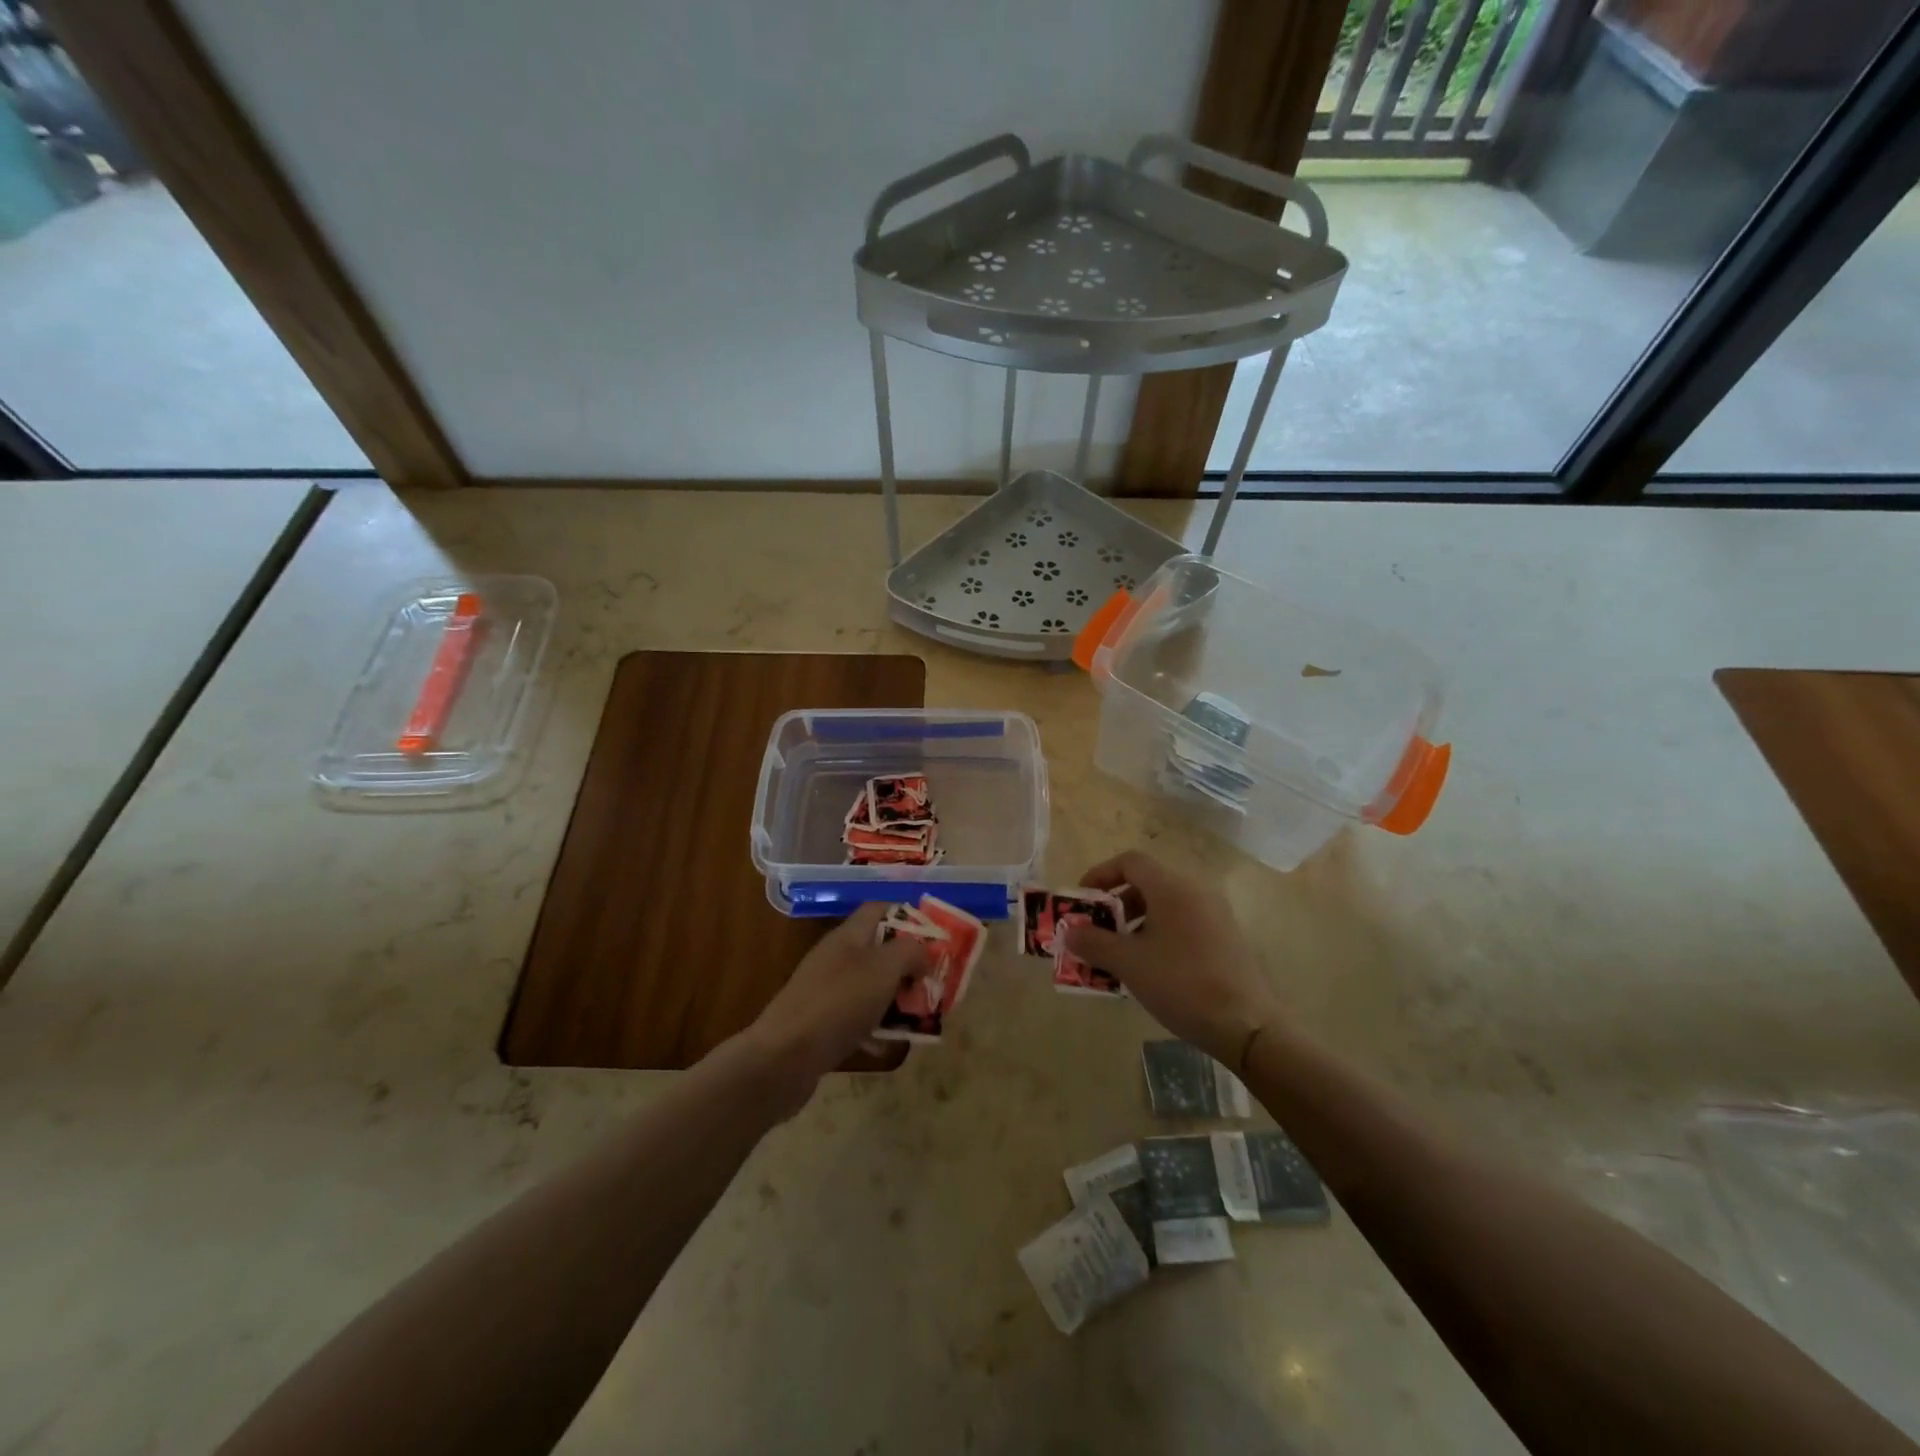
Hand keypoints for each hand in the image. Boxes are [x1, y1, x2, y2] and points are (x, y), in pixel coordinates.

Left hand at [742, 903, 929, 1111]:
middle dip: (909, 965)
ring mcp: (827, 992)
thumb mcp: (884, 968)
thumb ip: (910, 951)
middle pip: (880, 951)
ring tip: (922, 1017)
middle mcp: (837, 958)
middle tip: (935, 984)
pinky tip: (891, 1046)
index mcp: (848, 936)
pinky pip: (858, 1020)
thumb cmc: (839, 1003)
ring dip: (897, 1000)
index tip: (937, 939)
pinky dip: (877, 1029)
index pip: (881, 910)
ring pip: (871, 987)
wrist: (784, 1058)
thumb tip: (923, 954)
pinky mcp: (822, 1025)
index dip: (910, 917)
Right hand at [1063, 850, 1282, 1068]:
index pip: (1130, 861)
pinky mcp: (1227, 937)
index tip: (1083, 901)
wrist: (1248, 1025)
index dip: (1101, 874)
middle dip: (1116, 903)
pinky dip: (1160, 933)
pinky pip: (1184, 922)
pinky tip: (1153, 967)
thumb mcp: (1129, 964)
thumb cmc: (1182, 984)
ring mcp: (1216, 914)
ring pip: (1166, 904)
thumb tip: (1070, 930)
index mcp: (1172, 888)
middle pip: (1148, 882)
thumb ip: (1094, 942)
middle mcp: (1196, 891)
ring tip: (1122, 954)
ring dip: (1137, 921)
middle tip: (1099, 931)